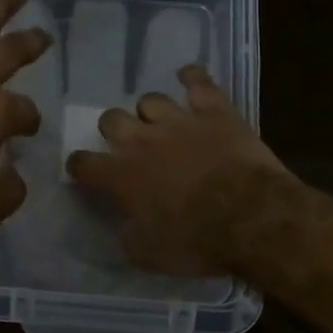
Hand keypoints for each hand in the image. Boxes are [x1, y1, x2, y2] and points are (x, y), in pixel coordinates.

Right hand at [66, 65, 290, 274]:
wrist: (252, 218)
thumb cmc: (197, 243)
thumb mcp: (148, 255)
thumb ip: (128, 234)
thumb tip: (124, 224)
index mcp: (121, 176)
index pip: (83, 163)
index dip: (80, 166)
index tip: (84, 172)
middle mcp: (142, 140)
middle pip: (111, 119)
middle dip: (115, 131)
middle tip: (128, 146)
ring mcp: (179, 120)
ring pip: (151, 100)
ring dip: (152, 113)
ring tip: (162, 124)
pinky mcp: (214, 111)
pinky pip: (198, 81)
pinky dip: (192, 78)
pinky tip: (190, 79)